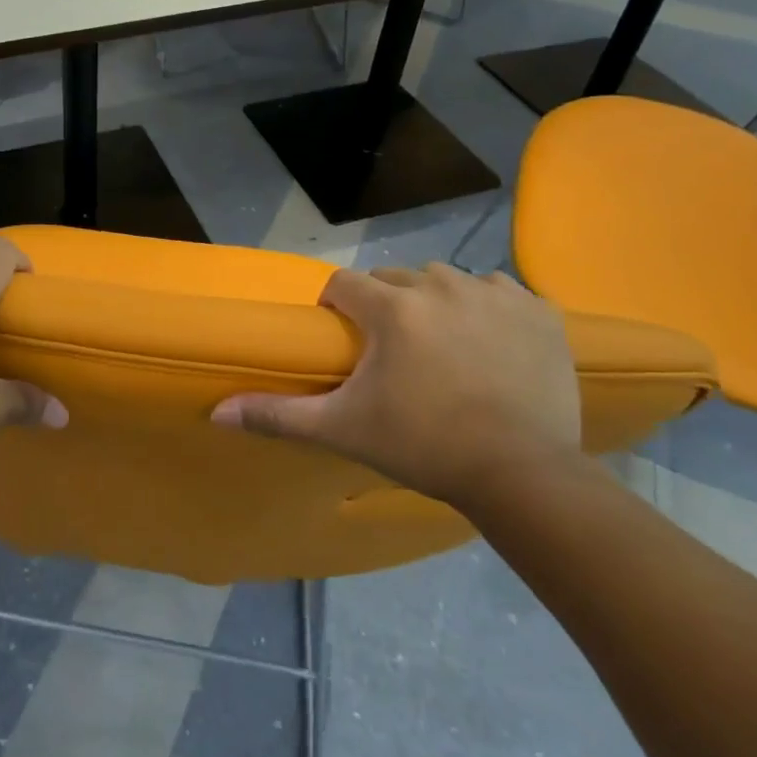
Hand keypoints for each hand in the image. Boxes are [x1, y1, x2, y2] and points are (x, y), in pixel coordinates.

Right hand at [211, 264, 580, 507]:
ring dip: (436, 304)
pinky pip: (499, 291)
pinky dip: (489, 309)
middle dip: (386, 306)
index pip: (344, 284)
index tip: (346, 339)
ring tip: (444, 350)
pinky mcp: (538, 309)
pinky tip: (491, 345)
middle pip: (395, 279)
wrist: (523, 476)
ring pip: (446, 281)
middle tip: (395, 354)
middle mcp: (440, 284)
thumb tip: (217, 411)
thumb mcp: (344, 430)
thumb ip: (278, 414)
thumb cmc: (424, 446)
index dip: (337, 308)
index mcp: (392, 306)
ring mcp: (494, 293)